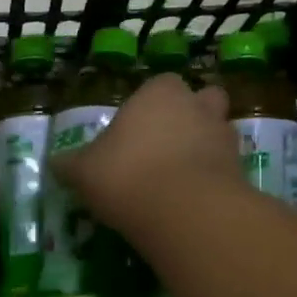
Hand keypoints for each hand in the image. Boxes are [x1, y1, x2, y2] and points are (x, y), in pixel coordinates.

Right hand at [52, 74, 242, 240]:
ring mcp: (225, 137)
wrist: (184, 211)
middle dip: (190, 118)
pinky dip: (214, 179)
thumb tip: (55, 164)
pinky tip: (193, 202)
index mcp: (158, 93)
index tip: (134, 132)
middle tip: (165, 149)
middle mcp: (197, 106)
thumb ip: (70, 164)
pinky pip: (226, 168)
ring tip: (180, 179)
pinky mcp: (241, 170)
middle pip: (202, 100)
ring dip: (205, 149)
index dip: (148, 106)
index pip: (159, 85)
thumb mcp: (83, 171)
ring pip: (218, 133)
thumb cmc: (126, 175)